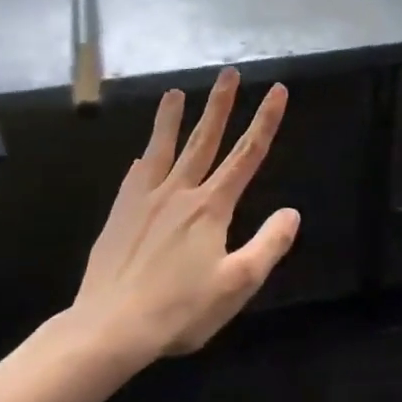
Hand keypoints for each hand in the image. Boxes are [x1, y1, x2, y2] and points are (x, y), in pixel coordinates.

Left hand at [64, 68, 296, 370]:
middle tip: (228, 72)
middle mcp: (180, 193)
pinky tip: (141, 155)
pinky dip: (143, 159)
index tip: (277, 90)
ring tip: (175, 92)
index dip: (266, 121)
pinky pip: (135, 177)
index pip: (247, 155)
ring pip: (163, 149)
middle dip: (220, 104)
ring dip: (171, 118)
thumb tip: (292, 212)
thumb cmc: (180, 309)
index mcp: (212, 207)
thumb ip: (268, 245)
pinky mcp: (120, 214)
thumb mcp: (237, 284)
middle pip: (204, 139)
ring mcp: (145, 200)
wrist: (109, 328)